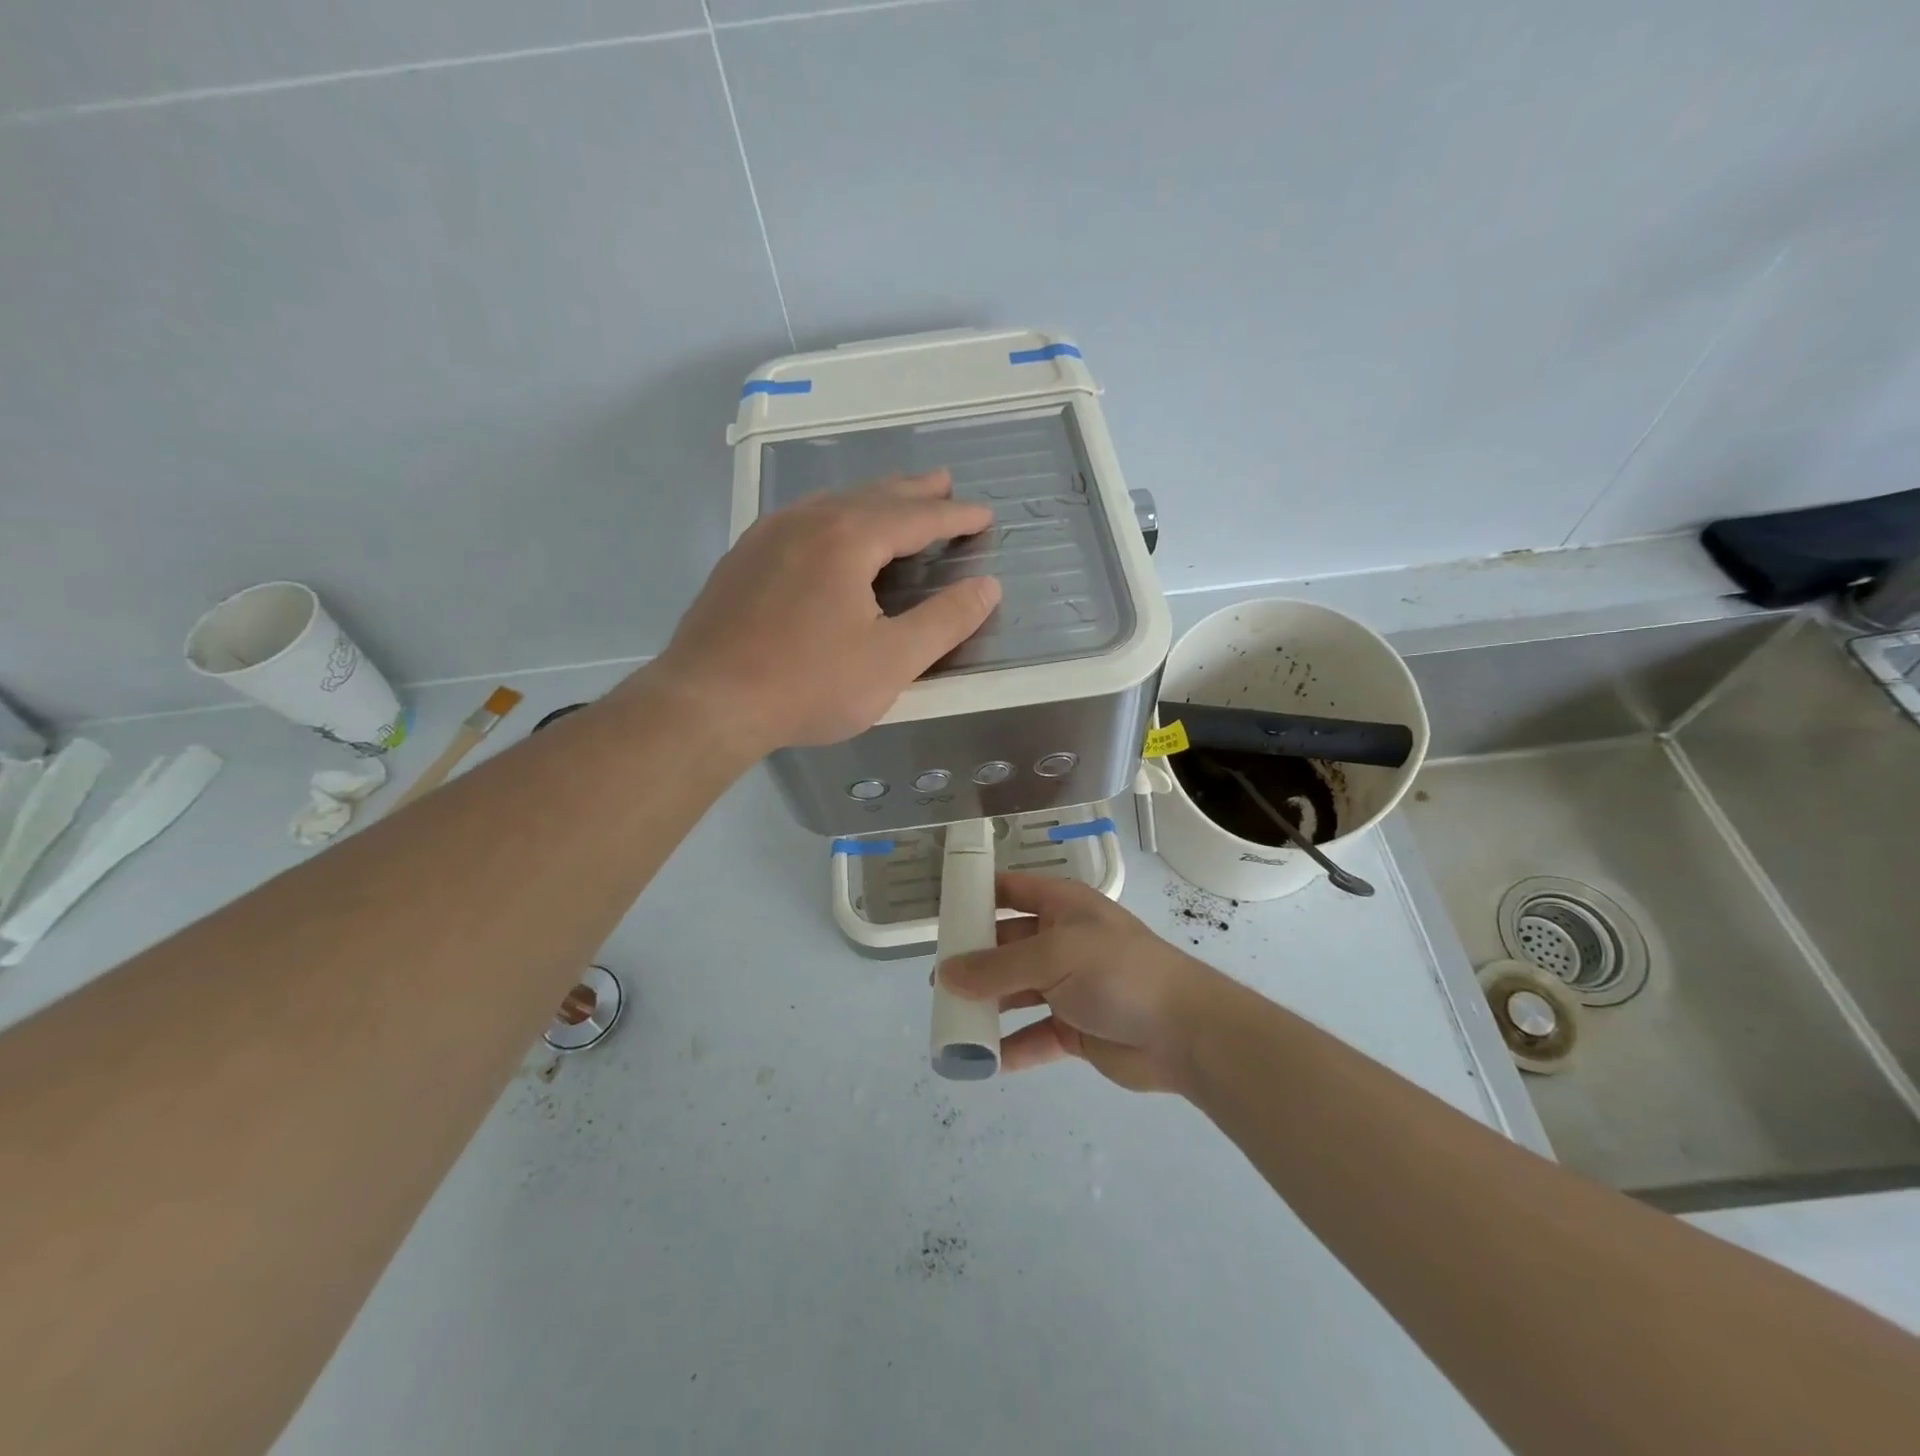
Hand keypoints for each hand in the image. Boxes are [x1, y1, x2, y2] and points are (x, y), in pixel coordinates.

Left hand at [646, 472, 1000, 754]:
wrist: (706, 703)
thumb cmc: (808, 684)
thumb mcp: (892, 661)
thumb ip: (945, 621)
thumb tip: (988, 587)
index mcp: (847, 538)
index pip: (916, 517)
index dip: (955, 517)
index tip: (984, 514)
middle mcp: (806, 522)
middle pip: (872, 496)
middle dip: (913, 491)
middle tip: (943, 483)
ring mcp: (766, 536)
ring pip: (831, 503)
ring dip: (871, 499)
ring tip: (894, 500)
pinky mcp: (741, 559)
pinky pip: (800, 520)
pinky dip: (832, 516)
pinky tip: (828, 531)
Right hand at [938, 873, 1235, 1092]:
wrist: (1184, 1032)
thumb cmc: (1118, 973)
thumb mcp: (1055, 957)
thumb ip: (998, 966)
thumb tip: (945, 974)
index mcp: (1063, 906)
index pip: (1012, 890)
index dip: (978, 895)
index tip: (942, 912)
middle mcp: (1062, 941)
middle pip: (1007, 945)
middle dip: (974, 962)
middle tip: (937, 983)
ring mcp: (1069, 986)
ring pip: (1016, 992)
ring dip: (988, 1006)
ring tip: (951, 1022)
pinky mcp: (1075, 1028)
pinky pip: (1034, 1035)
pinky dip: (1011, 1046)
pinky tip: (984, 1060)